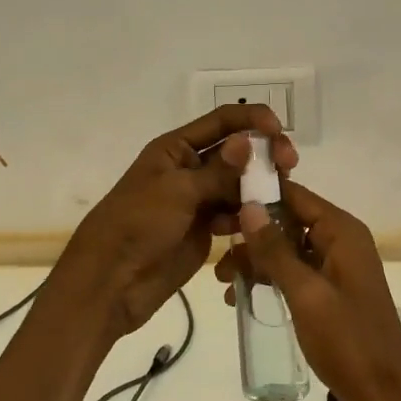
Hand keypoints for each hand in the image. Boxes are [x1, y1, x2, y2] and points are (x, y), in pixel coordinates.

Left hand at [56, 105, 298, 339]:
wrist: (111, 281)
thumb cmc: (138, 224)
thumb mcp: (178, 191)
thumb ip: (218, 170)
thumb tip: (248, 140)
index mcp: (176, 148)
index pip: (221, 121)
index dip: (251, 119)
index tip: (279, 130)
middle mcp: (190, 168)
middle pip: (236, 152)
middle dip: (263, 154)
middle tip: (288, 165)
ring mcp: (198, 200)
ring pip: (239, 184)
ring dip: (260, 186)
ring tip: (279, 196)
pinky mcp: (205, 229)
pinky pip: (235, 214)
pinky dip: (249, 215)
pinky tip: (260, 222)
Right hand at [217, 181, 400, 400]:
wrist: (384, 400)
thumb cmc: (347, 341)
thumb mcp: (305, 293)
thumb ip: (275, 250)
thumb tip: (249, 206)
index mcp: (342, 232)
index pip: (295, 195)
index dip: (258, 195)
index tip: (220, 203)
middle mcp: (342, 241)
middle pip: (289, 220)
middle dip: (252, 233)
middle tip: (214, 246)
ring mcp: (338, 268)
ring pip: (288, 248)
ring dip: (256, 260)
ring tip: (224, 282)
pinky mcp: (332, 292)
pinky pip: (296, 272)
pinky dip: (271, 279)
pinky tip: (241, 297)